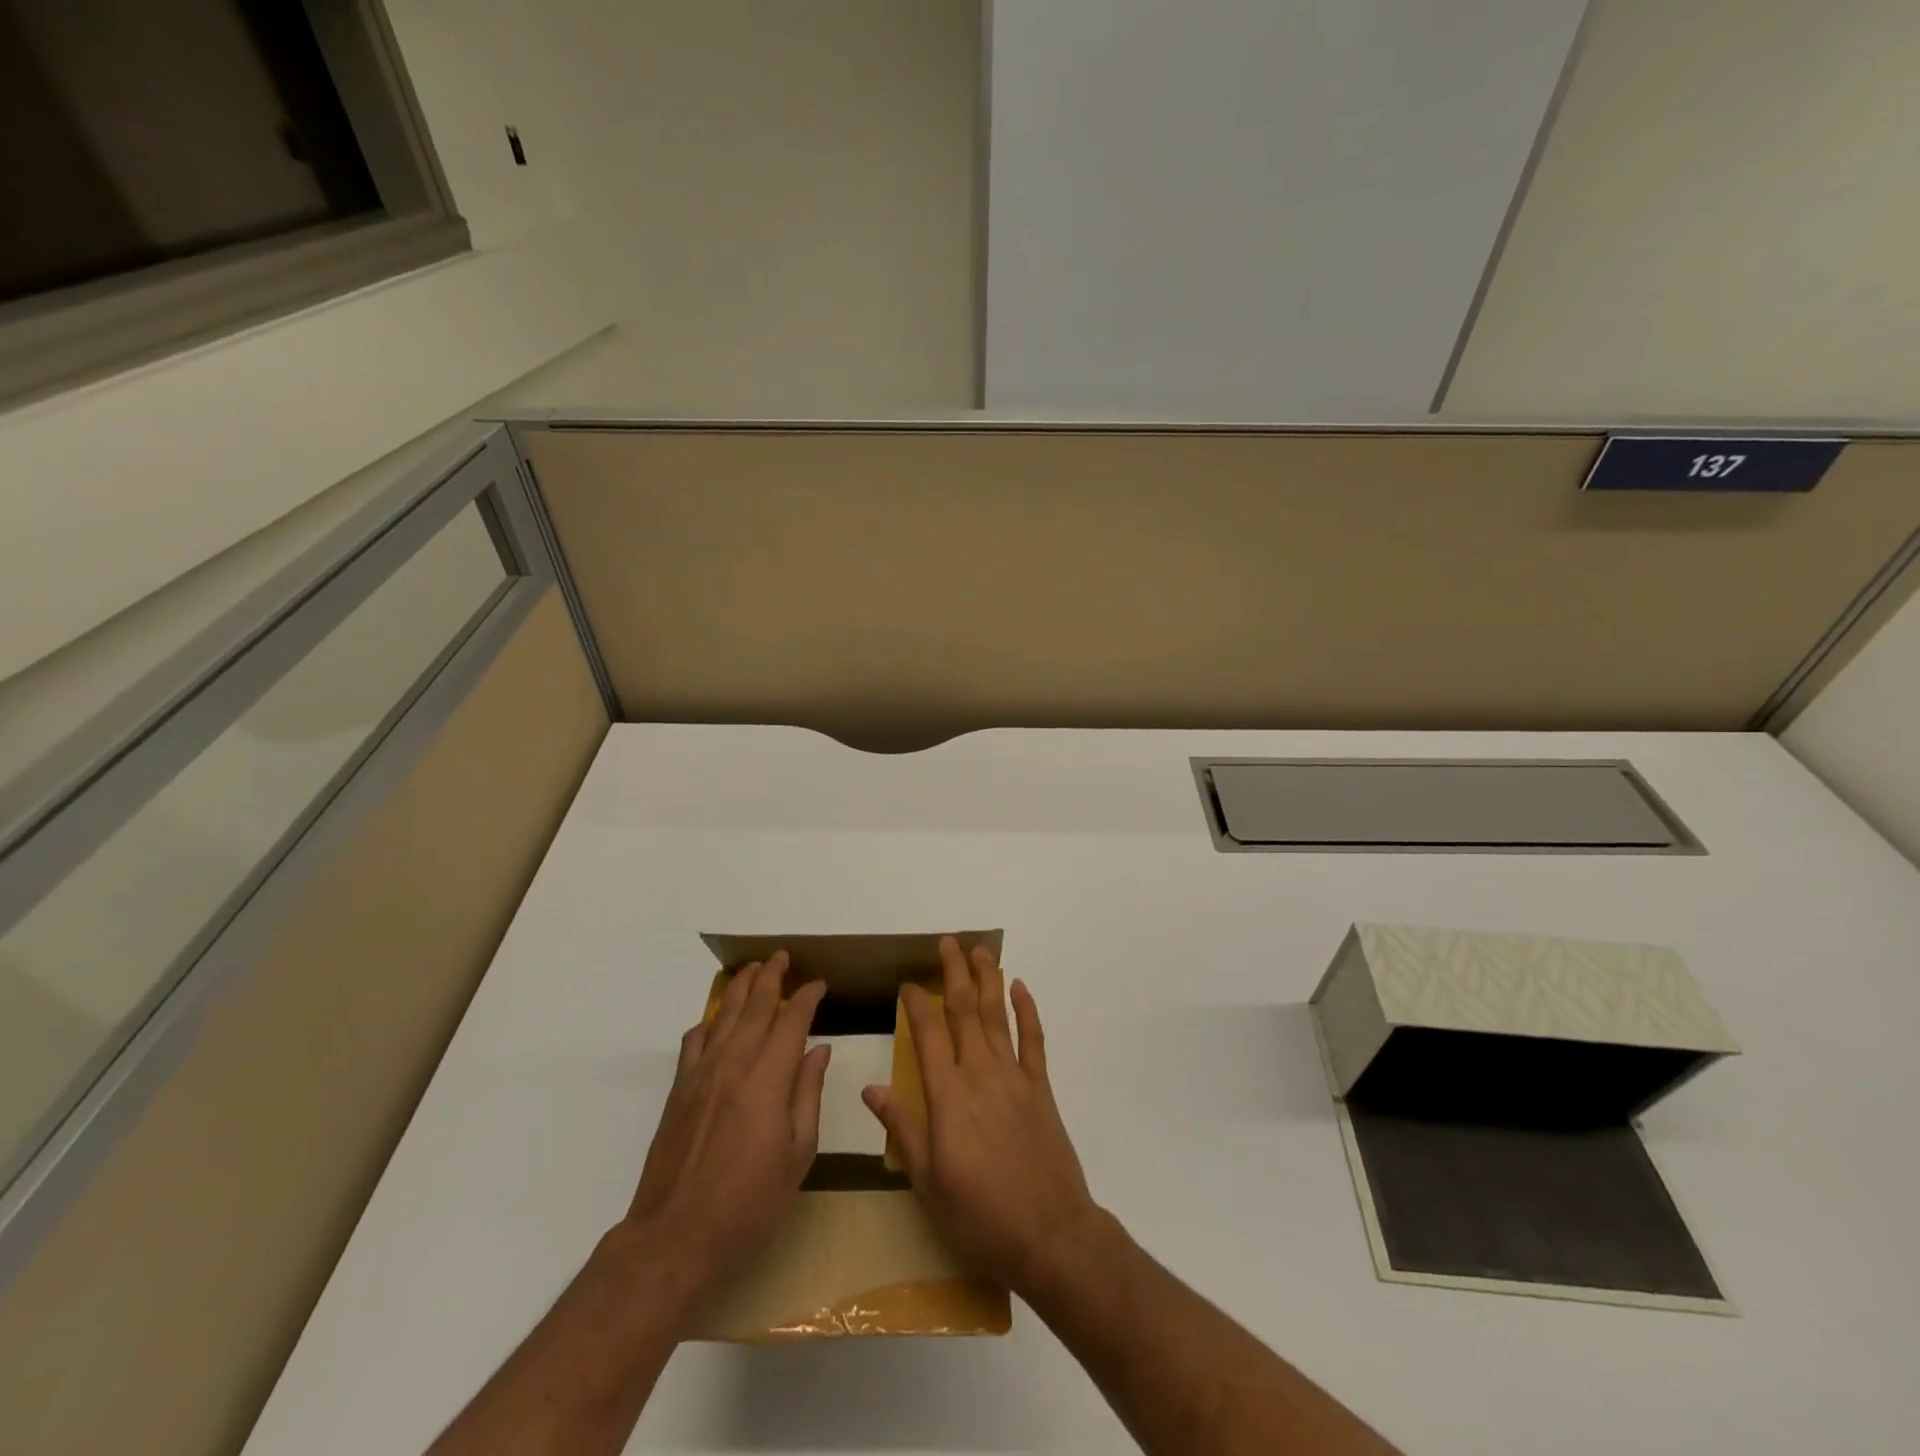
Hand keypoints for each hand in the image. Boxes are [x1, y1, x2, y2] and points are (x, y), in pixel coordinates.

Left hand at [626, 952, 829, 1286]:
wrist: (675, 1237)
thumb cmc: (748, 1203)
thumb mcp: (797, 1155)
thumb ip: (807, 1095)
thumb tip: (818, 1051)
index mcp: (767, 1080)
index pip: (791, 1022)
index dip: (806, 998)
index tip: (818, 984)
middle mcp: (733, 1065)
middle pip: (755, 1007)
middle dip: (771, 977)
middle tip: (782, 956)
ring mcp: (701, 1075)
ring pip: (724, 1015)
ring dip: (740, 988)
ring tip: (753, 969)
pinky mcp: (679, 1090)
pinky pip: (695, 1040)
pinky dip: (709, 1020)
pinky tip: (717, 1018)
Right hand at [861, 936, 1100, 1294]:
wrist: (1050, 1235)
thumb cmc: (980, 1215)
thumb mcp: (928, 1182)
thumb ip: (902, 1129)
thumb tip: (871, 1087)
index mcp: (948, 1097)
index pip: (928, 1034)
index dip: (916, 1003)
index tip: (908, 982)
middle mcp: (980, 1074)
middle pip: (964, 1011)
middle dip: (954, 973)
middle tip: (947, 942)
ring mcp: (1014, 1078)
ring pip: (997, 1016)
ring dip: (987, 980)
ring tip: (979, 951)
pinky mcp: (1041, 1089)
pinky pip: (1033, 1040)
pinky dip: (1027, 1010)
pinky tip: (1020, 987)